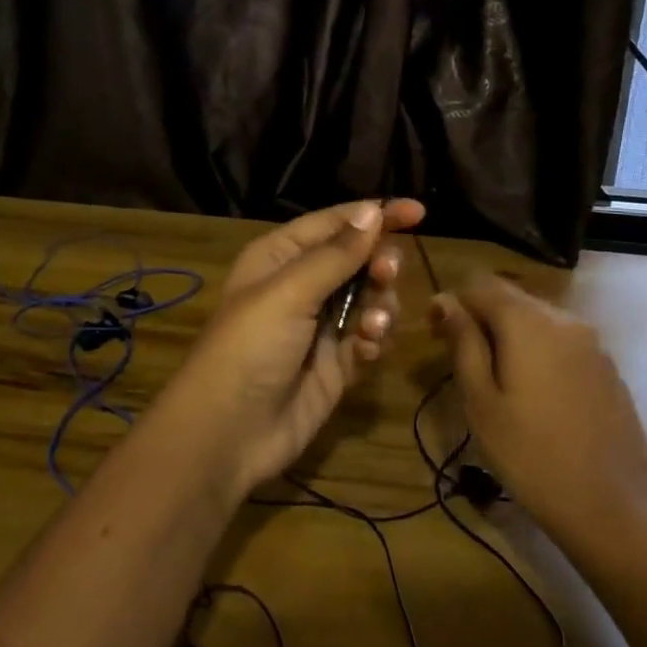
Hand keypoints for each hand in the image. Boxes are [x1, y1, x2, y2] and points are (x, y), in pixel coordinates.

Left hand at [163, 198, 424, 495]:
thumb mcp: (289, 293)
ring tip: (371, 326)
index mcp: (280, 257)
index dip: (376, 215)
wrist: (227, 435)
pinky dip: (371, 342)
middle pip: (358, 261)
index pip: (335, 224)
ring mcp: (319, 327)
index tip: (419, 212)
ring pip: (370, 300)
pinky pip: (367, 340)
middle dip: (379, 265)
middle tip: (387, 275)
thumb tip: (373, 211)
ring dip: (379, 307)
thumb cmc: (250, 348)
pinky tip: (363, 352)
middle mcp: (301, 286)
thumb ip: (336, 255)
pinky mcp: (335, 365)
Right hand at [429, 275, 646, 536]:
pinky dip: (539, 351)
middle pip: (511, 298)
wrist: (614, 506)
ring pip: (538, 319)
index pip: (479, 284)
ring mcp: (592, 342)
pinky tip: (534, 393)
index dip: (452, 302)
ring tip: (495, 378)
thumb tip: (446, 302)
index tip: (434, 335)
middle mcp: (563, 319)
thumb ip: (464, 343)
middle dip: (480, 317)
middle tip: (458, 358)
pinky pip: (563, 342)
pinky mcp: (607, 367)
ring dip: (509, 334)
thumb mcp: (482, 401)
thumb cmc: (531, 455)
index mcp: (527, 321)